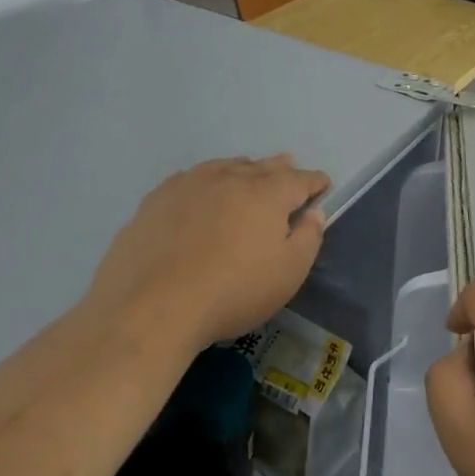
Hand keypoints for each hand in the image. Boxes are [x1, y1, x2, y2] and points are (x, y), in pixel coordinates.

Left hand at [85, 154, 329, 350]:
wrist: (151, 309)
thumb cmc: (232, 293)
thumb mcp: (288, 274)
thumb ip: (308, 238)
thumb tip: (314, 212)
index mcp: (268, 193)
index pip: (301, 179)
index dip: (316, 182)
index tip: (323, 186)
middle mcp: (232, 178)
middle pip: (264, 166)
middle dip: (282, 169)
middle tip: (289, 171)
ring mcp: (191, 184)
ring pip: (227, 167)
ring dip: (244, 170)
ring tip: (249, 174)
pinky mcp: (157, 198)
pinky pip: (191, 178)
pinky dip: (207, 180)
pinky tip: (202, 191)